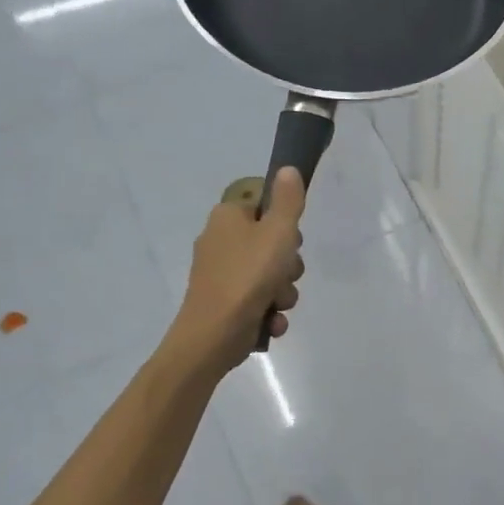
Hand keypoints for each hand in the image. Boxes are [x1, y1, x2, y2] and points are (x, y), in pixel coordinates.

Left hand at [170, 168, 306, 371]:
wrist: (213, 336)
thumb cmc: (248, 277)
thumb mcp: (278, 232)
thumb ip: (287, 200)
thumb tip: (287, 168)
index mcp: (228, 217)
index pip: (263, 204)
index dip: (284, 221)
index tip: (290, 238)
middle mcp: (221, 240)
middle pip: (272, 242)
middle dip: (288, 265)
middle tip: (285, 274)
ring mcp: (221, 274)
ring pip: (271, 275)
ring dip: (282, 292)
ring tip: (275, 303)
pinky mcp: (225, 303)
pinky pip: (259, 300)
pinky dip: (268, 312)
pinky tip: (269, 321)